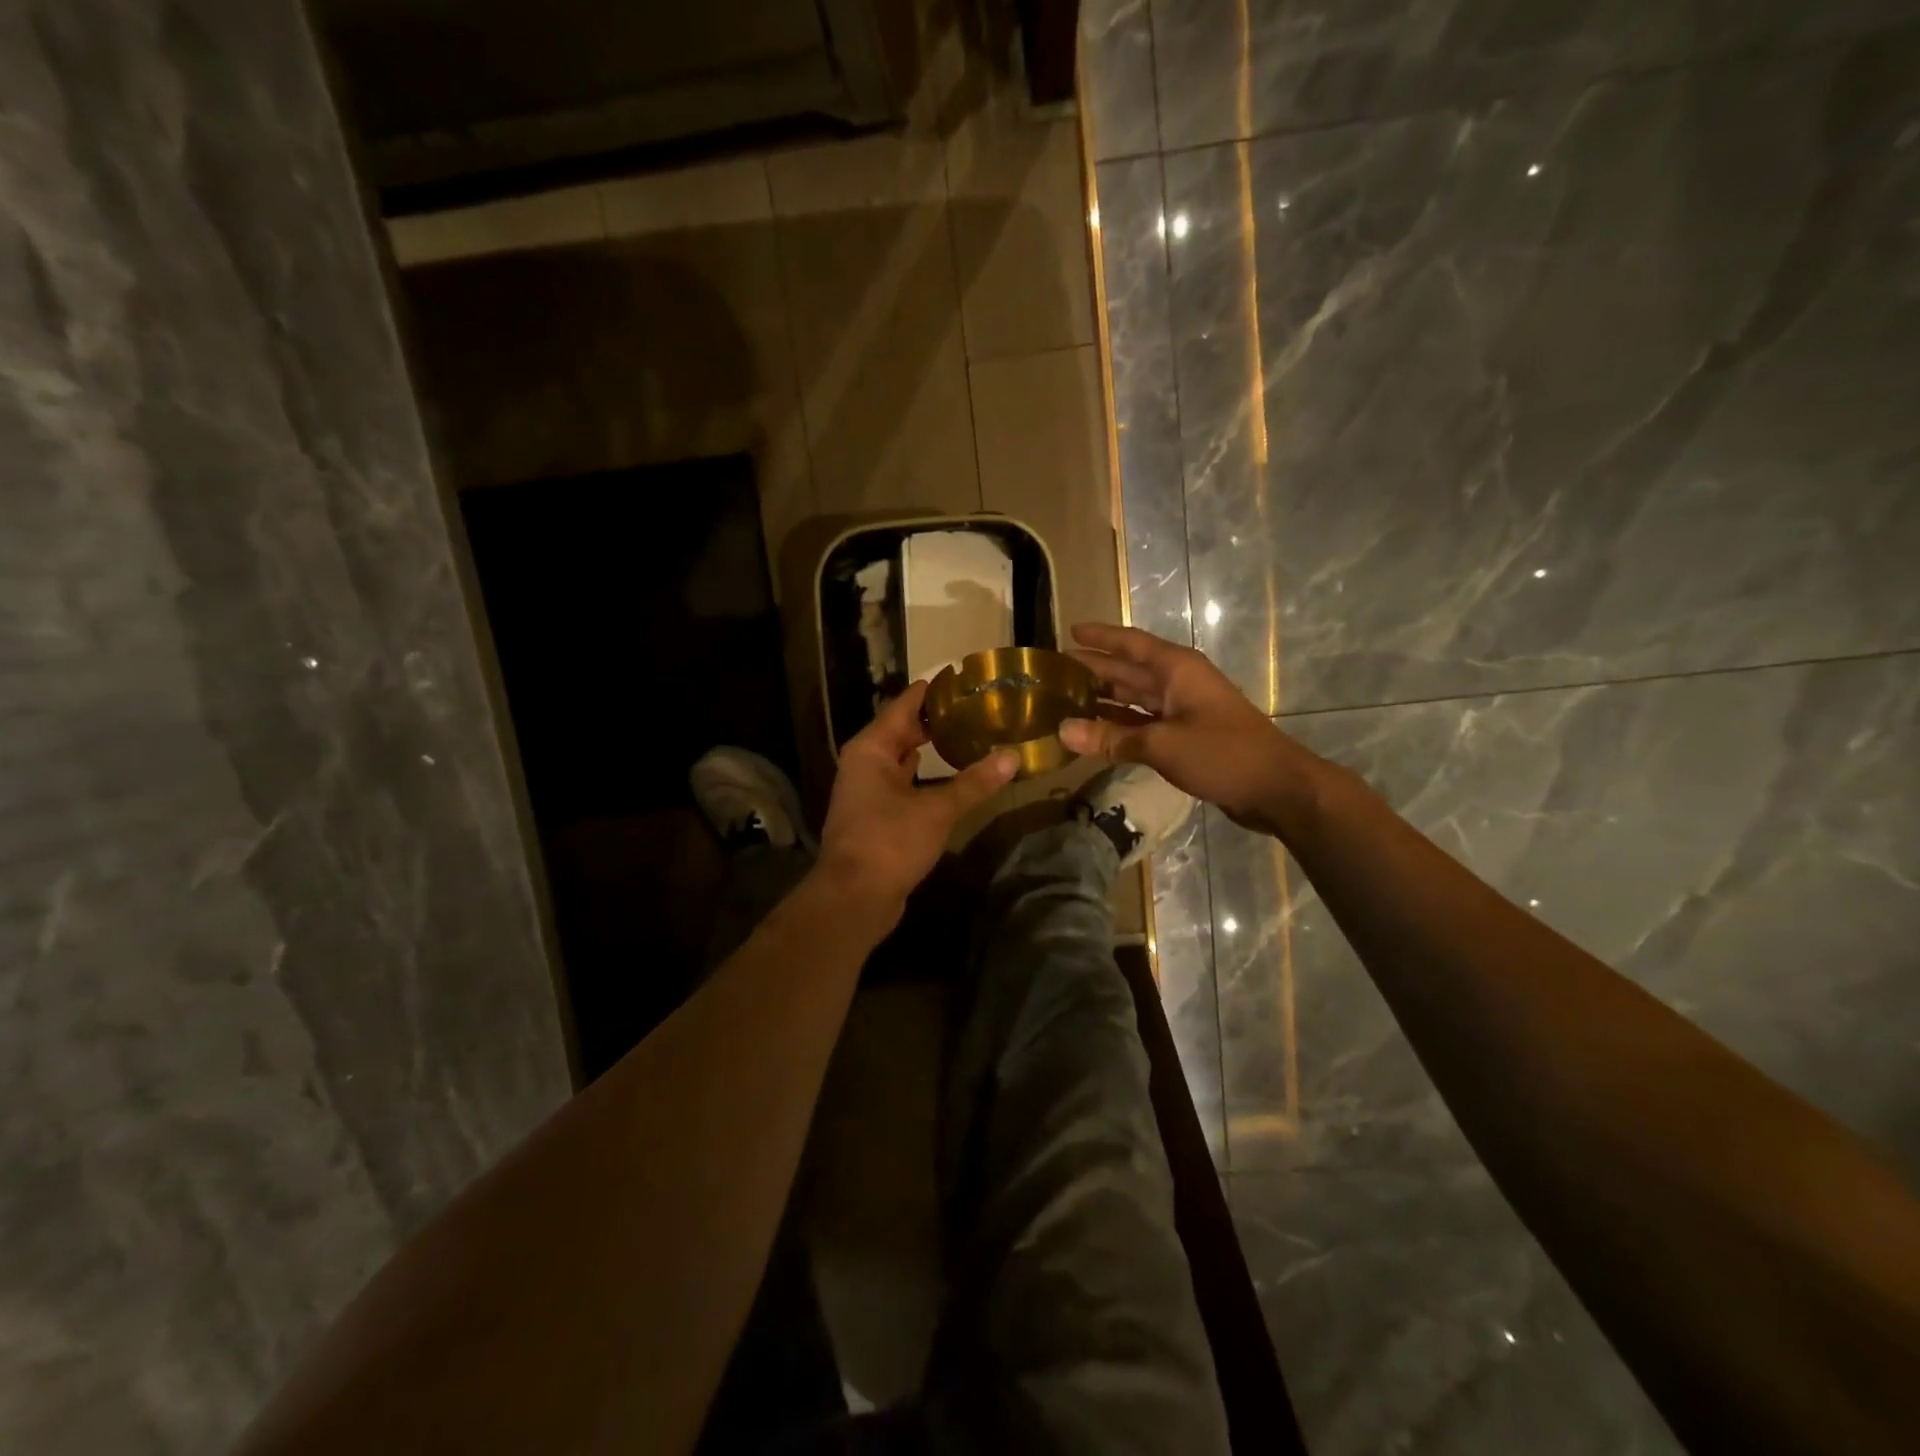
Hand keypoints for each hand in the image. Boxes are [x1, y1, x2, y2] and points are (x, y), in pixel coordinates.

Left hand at [818, 680, 1018, 911]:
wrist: (854, 898)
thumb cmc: (889, 842)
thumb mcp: (937, 810)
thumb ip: (974, 782)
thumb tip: (1013, 757)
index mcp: (871, 750)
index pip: (903, 706)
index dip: (931, 691)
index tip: (961, 677)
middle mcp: (864, 764)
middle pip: (901, 730)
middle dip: (934, 719)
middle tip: (974, 706)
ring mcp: (867, 791)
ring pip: (901, 758)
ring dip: (928, 747)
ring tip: (966, 734)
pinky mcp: (875, 816)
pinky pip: (902, 783)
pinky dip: (924, 775)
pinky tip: (948, 774)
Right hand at [1059, 623, 1320, 836]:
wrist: (1276, 788)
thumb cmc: (1222, 754)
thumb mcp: (1162, 745)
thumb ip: (1111, 738)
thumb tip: (1062, 731)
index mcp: (1176, 669)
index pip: (1131, 644)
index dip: (1101, 637)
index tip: (1071, 630)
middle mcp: (1178, 683)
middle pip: (1129, 670)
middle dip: (1095, 668)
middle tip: (1055, 671)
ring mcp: (1183, 710)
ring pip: (1135, 698)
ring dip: (1104, 699)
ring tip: (1066, 700)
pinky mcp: (1186, 736)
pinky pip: (1144, 723)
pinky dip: (1120, 726)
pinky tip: (1095, 732)